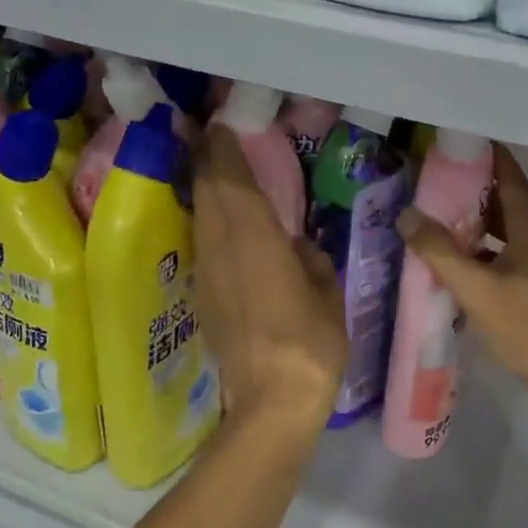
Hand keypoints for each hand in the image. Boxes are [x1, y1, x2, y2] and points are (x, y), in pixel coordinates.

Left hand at [194, 125, 345, 429]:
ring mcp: (207, 273)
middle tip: (213, 138)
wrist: (271, 401)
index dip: (224, 150)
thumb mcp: (327, 293)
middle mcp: (222, 247)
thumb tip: (295, 245)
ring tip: (215, 171)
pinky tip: (221, 223)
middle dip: (207, 161)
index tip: (222, 125)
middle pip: (207, 192)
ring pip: (200, 217)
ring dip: (205, 190)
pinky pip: (203, 243)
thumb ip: (310, 260)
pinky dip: (209, 221)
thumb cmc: (311, 343)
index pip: (232, 180)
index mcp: (255, 238)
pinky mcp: (203, 297)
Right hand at [397, 146, 527, 403]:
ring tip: (442, 218)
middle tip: (438, 182)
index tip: (460, 143)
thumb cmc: (526, 325)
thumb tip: (406, 215)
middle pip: (509, 202)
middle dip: (475, 190)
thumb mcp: (476, 288)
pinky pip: (513, 253)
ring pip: (510, 230)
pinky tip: (462, 262)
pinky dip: (488, 249)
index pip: (510, 178)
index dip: (488, 157)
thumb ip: (439, 251)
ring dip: (481, 223)